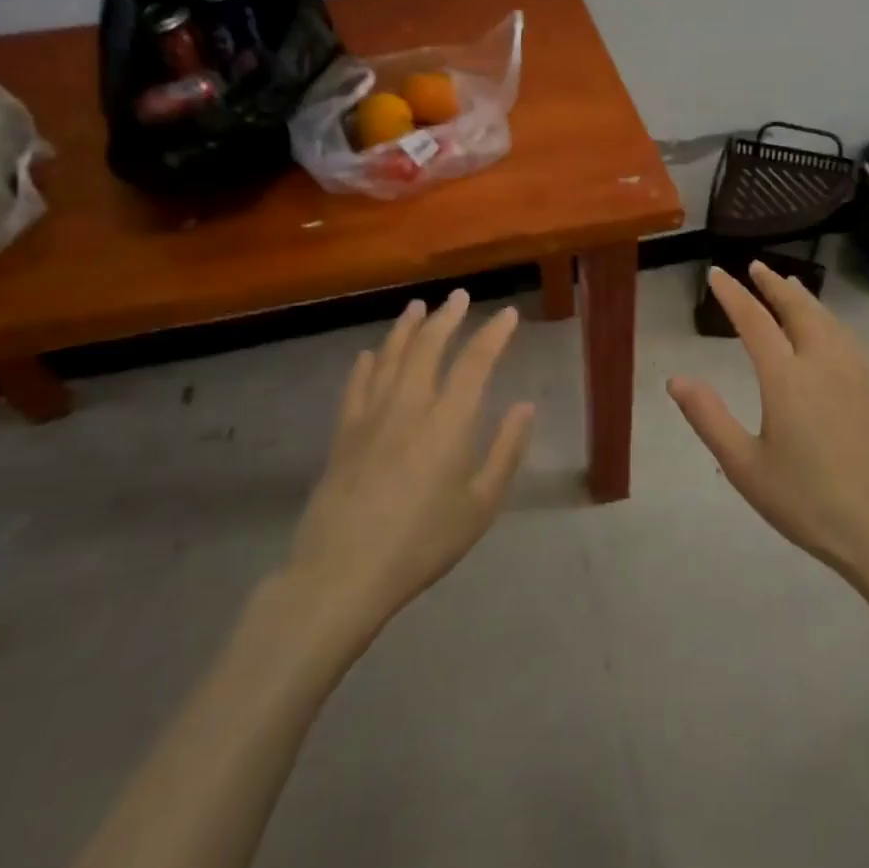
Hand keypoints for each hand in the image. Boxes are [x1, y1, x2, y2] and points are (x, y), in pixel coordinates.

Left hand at [286, 290, 534, 628]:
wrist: (344, 571)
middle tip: (459, 296)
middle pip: (428, 346)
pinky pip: (356, 386)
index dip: (494, 333)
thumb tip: (525, 406)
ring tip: (416, 306)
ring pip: (390, 356)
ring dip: (406, 328)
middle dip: (447, 316)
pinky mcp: (343, 433)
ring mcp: (371, 416)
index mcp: (448, 421)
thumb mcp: (481, 505)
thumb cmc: (423, 542)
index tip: (508, 314)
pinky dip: (366, 364)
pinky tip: (370, 354)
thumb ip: (506, 450)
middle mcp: (409, 405)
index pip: (475, 361)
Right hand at [667, 262, 868, 589]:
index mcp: (787, 378)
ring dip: (804, 298)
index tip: (716, 274)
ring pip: (827, 320)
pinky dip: (828, 319)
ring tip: (790, 285)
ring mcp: (854, 376)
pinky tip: (829, 329)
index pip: (754, 322)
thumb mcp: (745, 466)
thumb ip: (709, 418)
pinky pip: (846, 338)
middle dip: (773, 286)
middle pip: (798, 310)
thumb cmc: (808, 502)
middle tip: (755, 267)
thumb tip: (676, 380)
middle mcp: (822, 364)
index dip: (733, 295)